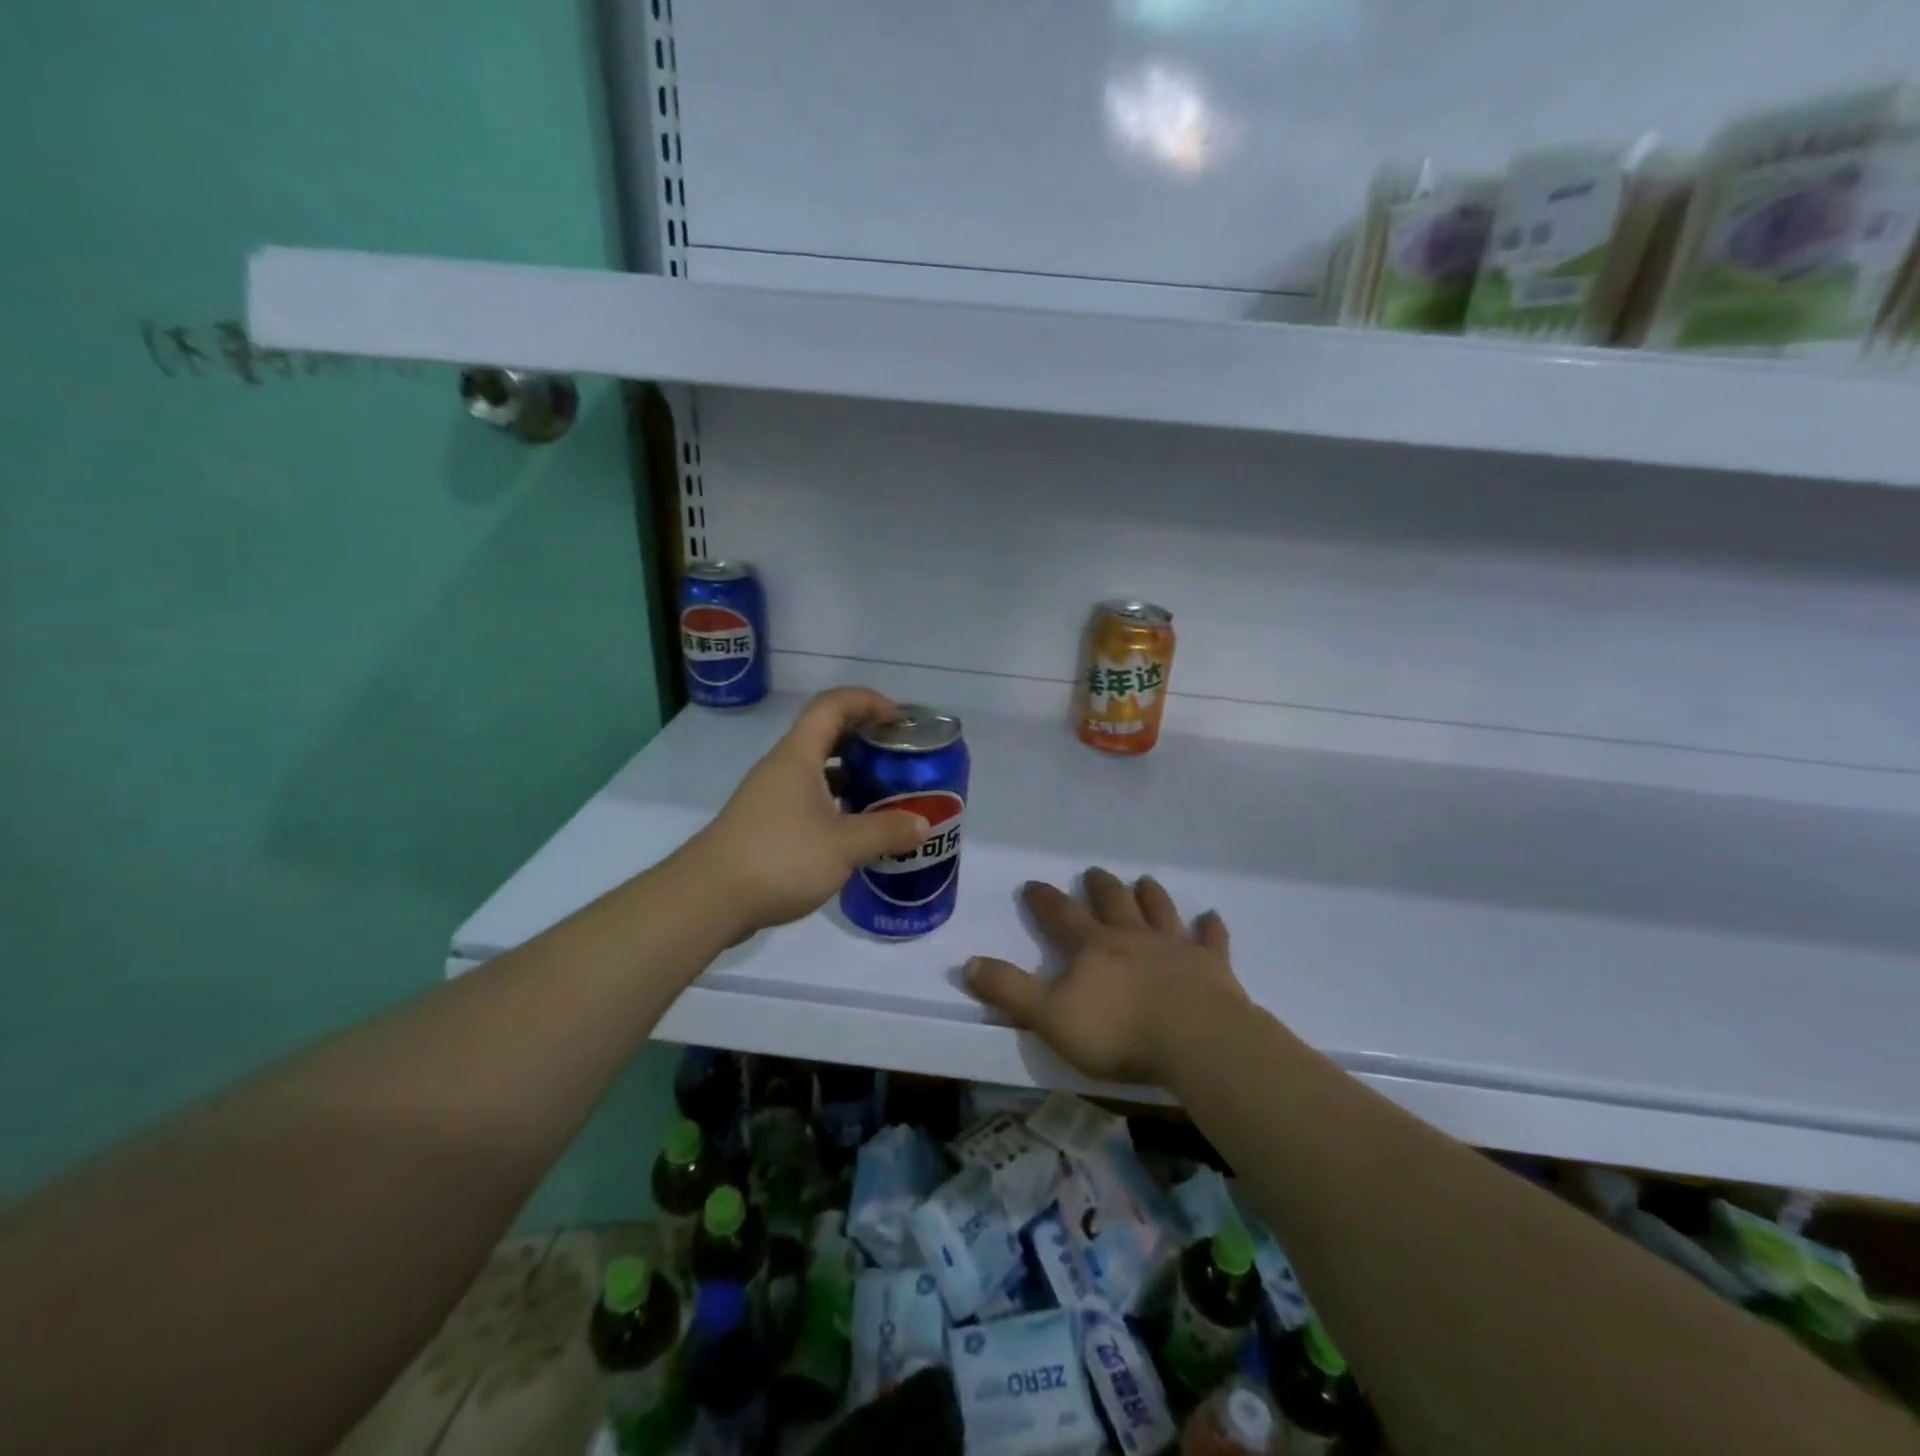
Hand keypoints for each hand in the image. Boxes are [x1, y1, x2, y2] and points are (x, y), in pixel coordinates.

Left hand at [683, 687, 930, 939]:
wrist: (708, 899)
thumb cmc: (778, 858)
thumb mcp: (843, 846)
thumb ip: (886, 832)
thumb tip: (923, 824)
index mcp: (798, 757)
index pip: (832, 705)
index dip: (868, 701)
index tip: (899, 720)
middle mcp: (782, 768)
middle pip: (826, 734)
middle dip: (865, 739)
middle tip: (899, 757)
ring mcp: (770, 797)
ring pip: (817, 771)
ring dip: (852, 775)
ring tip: (886, 794)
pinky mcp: (766, 825)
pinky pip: (808, 800)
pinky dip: (836, 805)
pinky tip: (856, 831)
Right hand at [963, 869, 1246, 1085]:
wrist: (1195, 1040)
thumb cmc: (1117, 1031)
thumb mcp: (1048, 1016)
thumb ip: (1009, 990)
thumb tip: (968, 963)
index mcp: (1093, 947)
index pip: (1062, 915)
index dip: (1045, 899)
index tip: (1033, 883)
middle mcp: (1133, 937)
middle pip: (1114, 902)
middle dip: (1101, 886)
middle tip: (1094, 871)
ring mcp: (1175, 948)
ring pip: (1160, 911)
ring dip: (1151, 895)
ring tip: (1145, 881)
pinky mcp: (1212, 966)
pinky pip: (1211, 939)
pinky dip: (1210, 927)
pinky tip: (1211, 917)